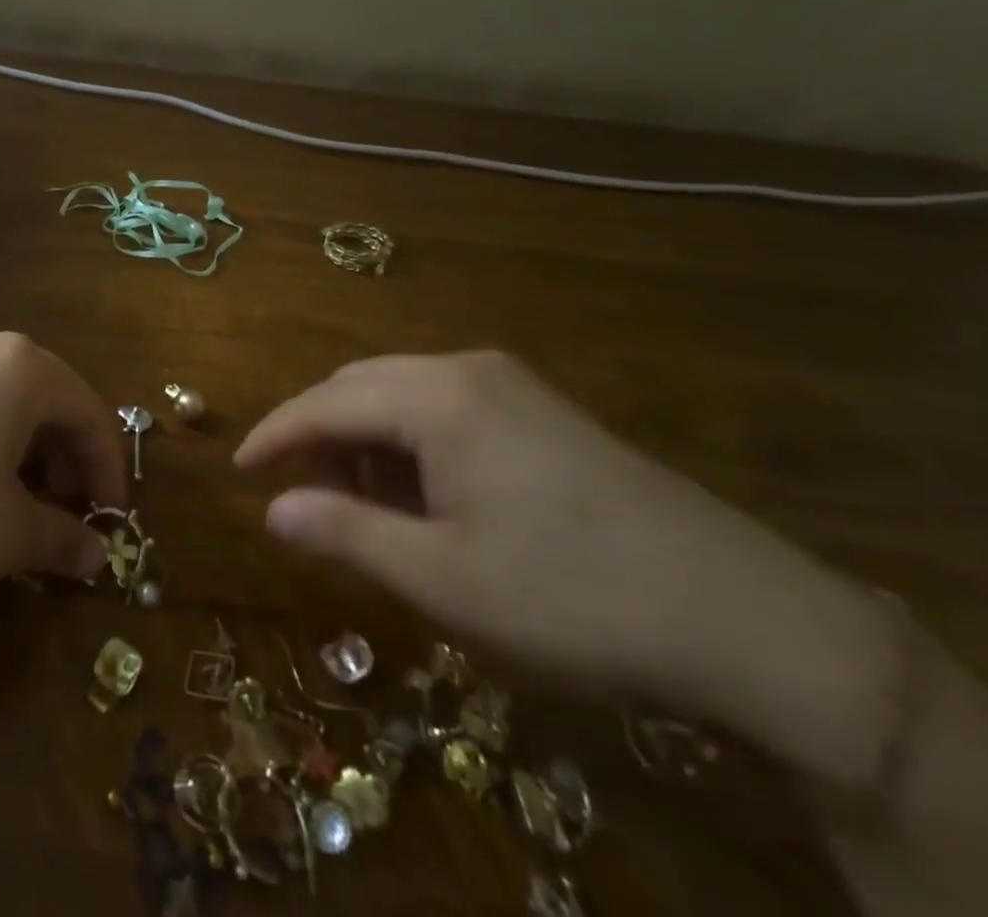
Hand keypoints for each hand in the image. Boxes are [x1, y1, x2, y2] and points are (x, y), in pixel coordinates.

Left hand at [0, 330, 125, 601]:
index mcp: (21, 367)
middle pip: (45, 398)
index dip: (109, 469)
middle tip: (64, 512)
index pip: (89, 413)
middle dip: (64, 457)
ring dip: (19, 447)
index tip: (111, 520)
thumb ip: (61, 540)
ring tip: (12, 499)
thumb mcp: (5, 534)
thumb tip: (95, 557)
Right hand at [235, 351, 892, 762]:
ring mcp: (509, 384)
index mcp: (436, 397)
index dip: (275, 435)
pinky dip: (410, 444)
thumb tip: (271, 509)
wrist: (750, 618)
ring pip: (401, 396)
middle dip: (318, 436)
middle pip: (359, 387)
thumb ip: (344, 534)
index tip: (238, 467)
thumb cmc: (572, 596)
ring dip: (365, 442)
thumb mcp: (442, 578)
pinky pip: (444, 408)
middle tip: (299, 494)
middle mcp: (465, 370)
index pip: (324, 403)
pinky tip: (423, 495)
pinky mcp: (541, 409)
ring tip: (362, 506)